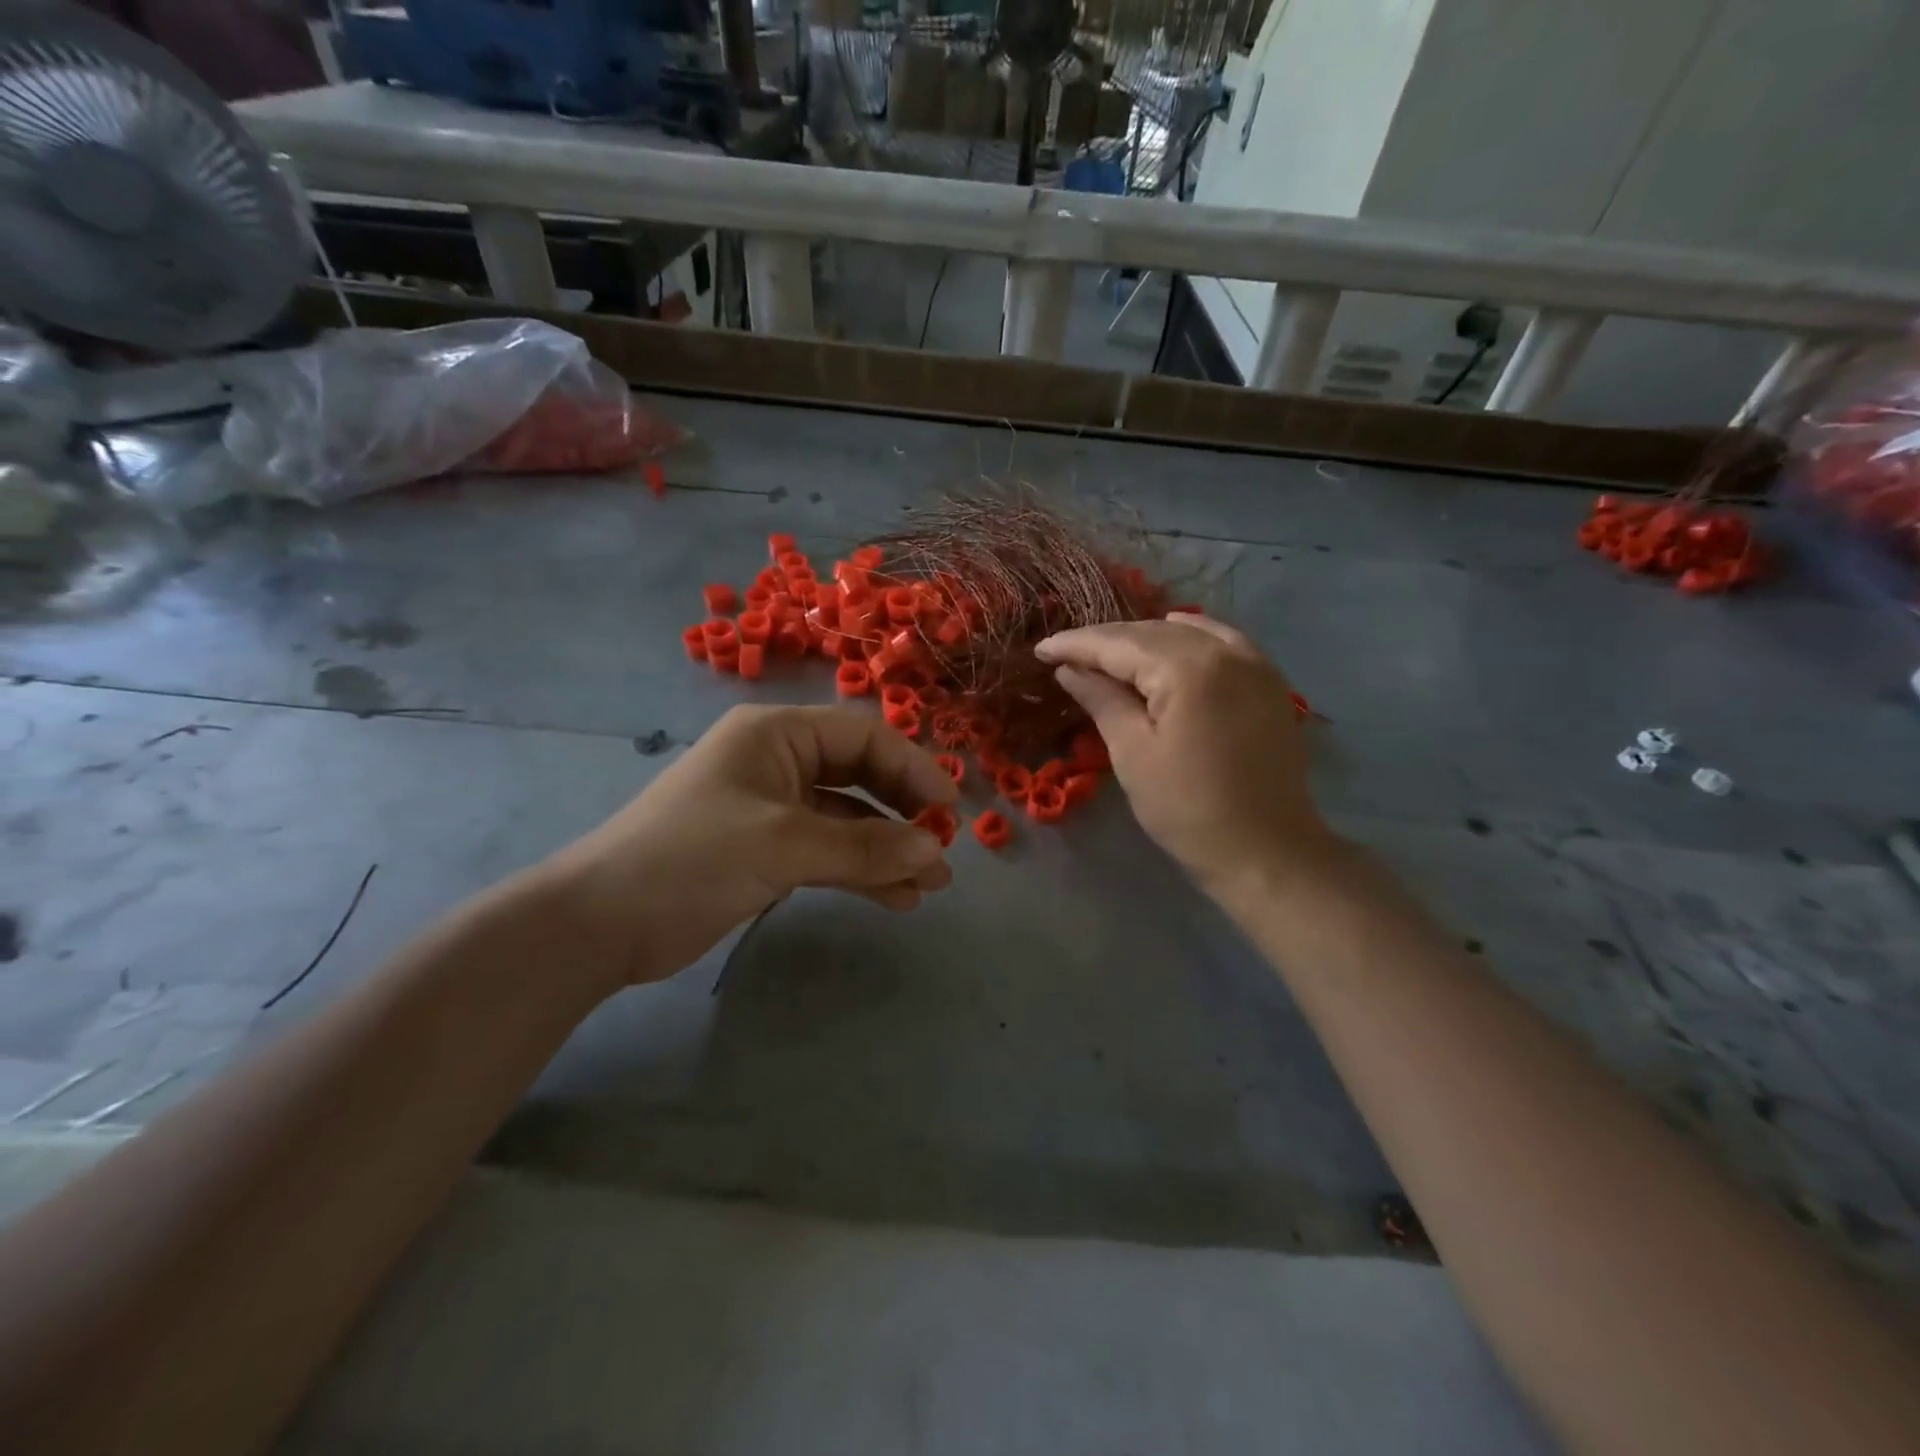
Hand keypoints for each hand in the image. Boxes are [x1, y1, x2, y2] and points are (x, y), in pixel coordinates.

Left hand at [535, 706, 956, 986]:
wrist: (600, 924)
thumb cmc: (690, 859)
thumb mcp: (782, 846)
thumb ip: (863, 847)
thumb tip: (936, 852)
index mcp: (777, 734)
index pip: (864, 737)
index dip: (913, 769)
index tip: (951, 811)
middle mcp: (779, 761)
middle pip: (861, 776)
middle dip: (904, 814)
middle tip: (943, 851)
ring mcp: (774, 808)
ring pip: (849, 819)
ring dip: (889, 850)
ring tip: (931, 886)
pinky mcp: (767, 850)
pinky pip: (829, 852)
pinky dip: (862, 872)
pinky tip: (896, 900)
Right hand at [1035, 614, 1331, 893]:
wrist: (1265, 851)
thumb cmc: (1187, 809)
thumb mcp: (1133, 753)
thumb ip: (1102, 700)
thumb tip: (1069, 668)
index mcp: (1188, 669)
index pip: (1119, 644)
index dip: (1076, 644)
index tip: (1040, 648)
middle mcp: (1225, 651)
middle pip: (1151, 633)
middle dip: (1106, 641)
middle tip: (1065, 654)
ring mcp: (1254, 663)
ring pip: (1186, 633)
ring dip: (1143, 639)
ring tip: (1108, 655)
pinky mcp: (1269, 682)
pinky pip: (1222, 641)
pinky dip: (1189, 639)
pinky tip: (1170, 643)